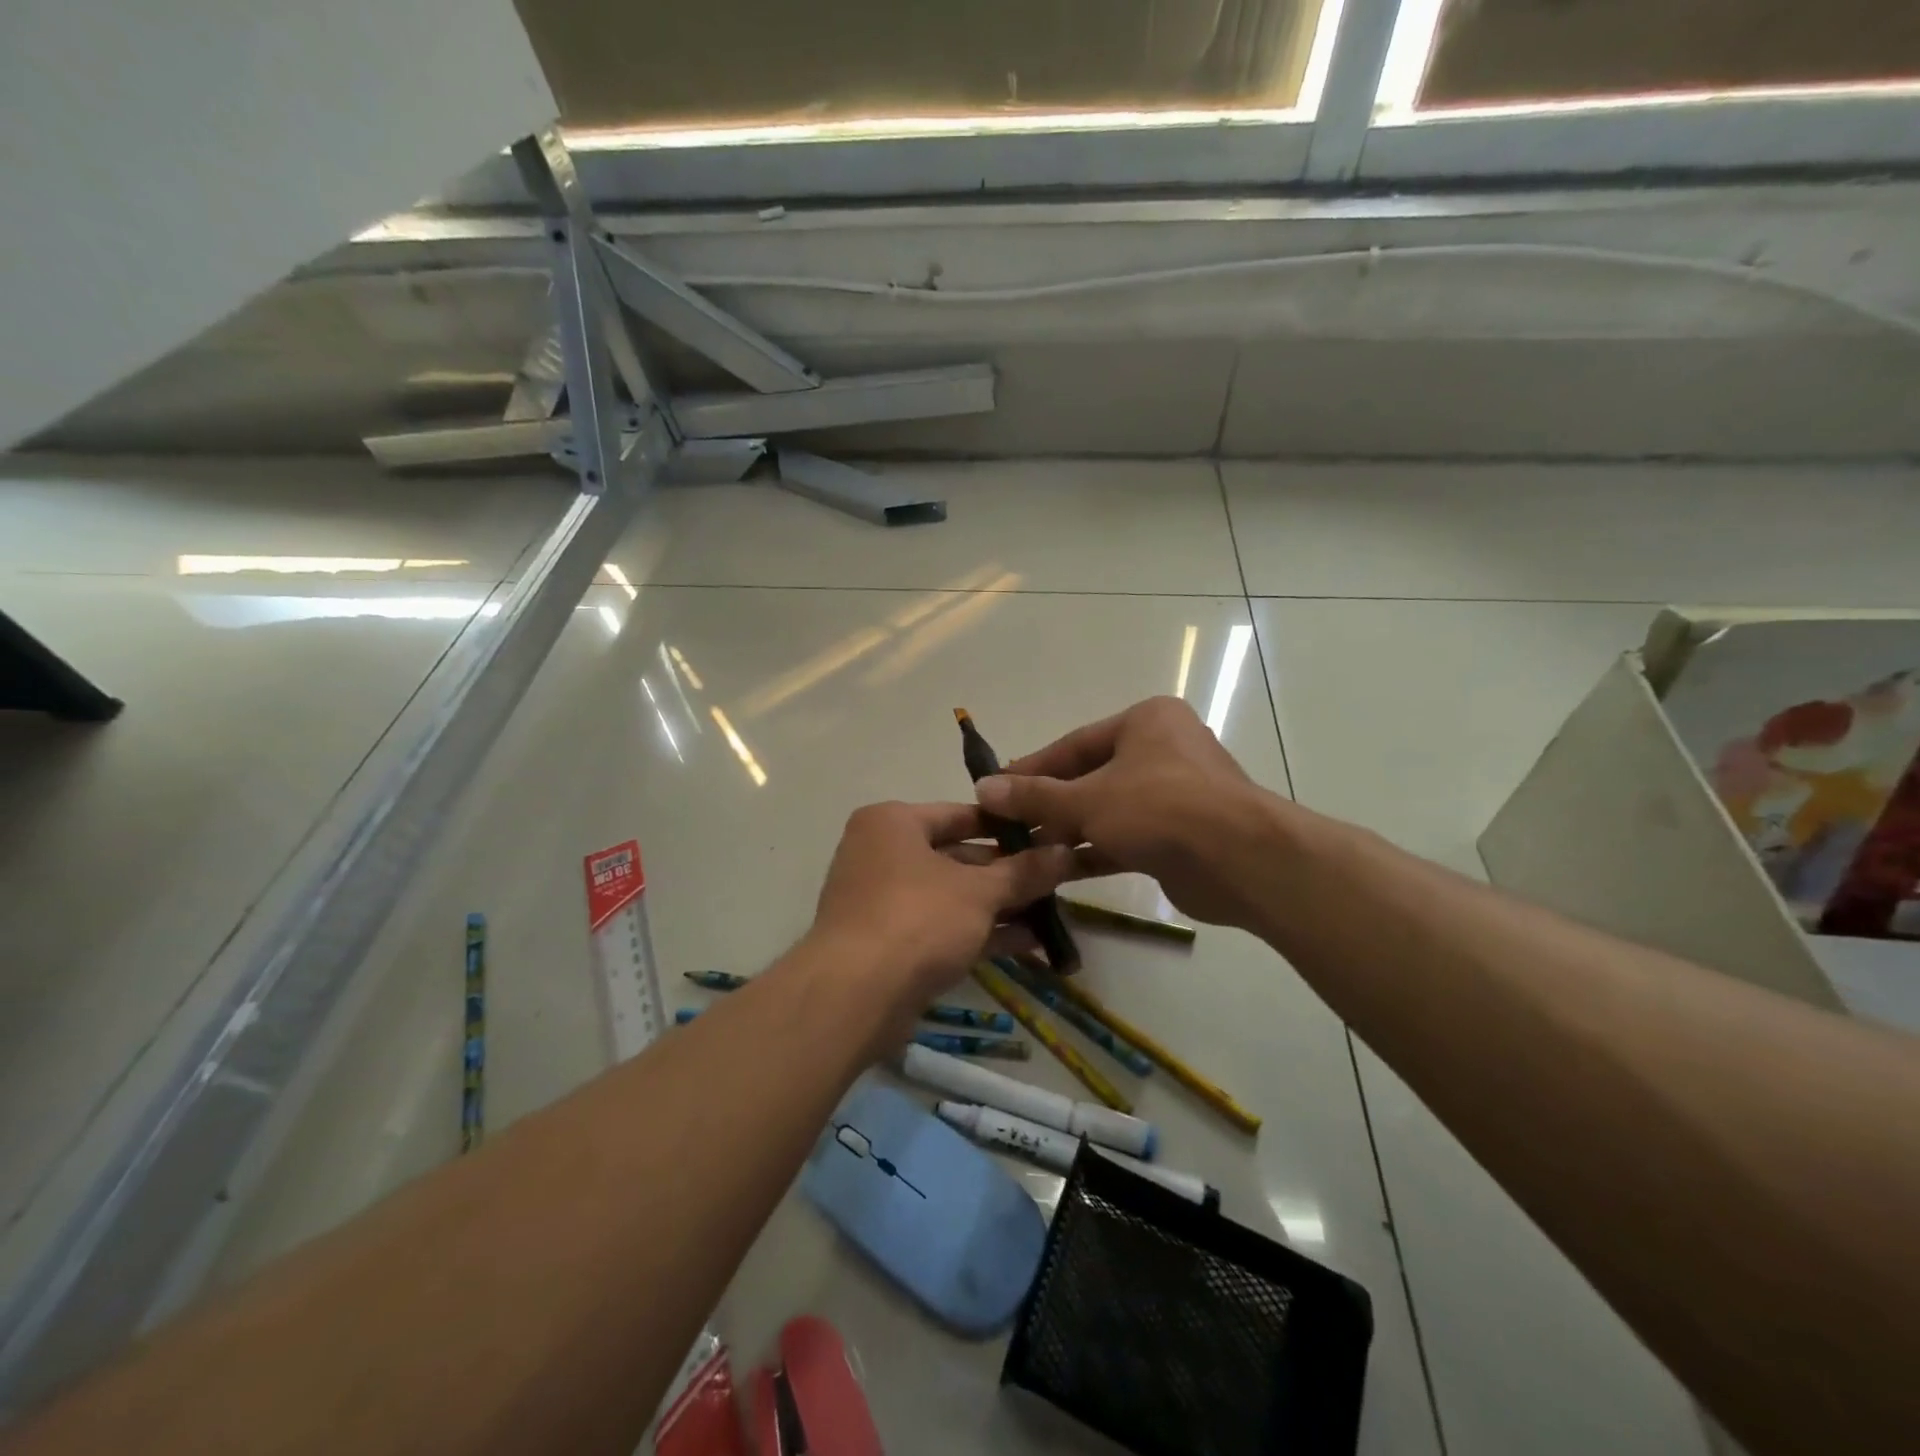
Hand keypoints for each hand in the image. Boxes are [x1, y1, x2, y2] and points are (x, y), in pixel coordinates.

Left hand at [809, 801, 1075, 1033]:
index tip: (1048, 836)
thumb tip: (1066, 852)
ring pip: (952, 896)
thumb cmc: (917, 918)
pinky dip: (979, 933)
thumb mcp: (979, 891)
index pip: (960, 813)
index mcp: (893, 822)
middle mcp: (882, 854)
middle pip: (957, 856)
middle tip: (1056, 879)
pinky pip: (941, 928)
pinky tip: (1027, 943)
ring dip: (999, 906)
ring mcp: (882, 901)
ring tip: (1051, 914)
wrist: (854, 996)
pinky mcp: (888, 944)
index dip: (1007, 826)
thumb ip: (1024, 871)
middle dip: (1008, 873)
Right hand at [975, 696, 1282, 928]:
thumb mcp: (1087, 799)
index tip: (996, 790)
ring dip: (1069, 831)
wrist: (1240, 860)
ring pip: (1109, 810)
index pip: (1074, 744)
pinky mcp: (1181, 834)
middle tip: (1008, 826)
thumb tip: (984, 789)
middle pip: (1091, 777)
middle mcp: (1162, 750)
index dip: (1032, 769)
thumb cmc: (1160, 808)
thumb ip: (1035, 797)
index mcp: (1145, 722)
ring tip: (1025, 852)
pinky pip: (1127, 837)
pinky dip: (1095, 851)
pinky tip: (1058, 871)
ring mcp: (1175, 794)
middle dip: (1049, 805)